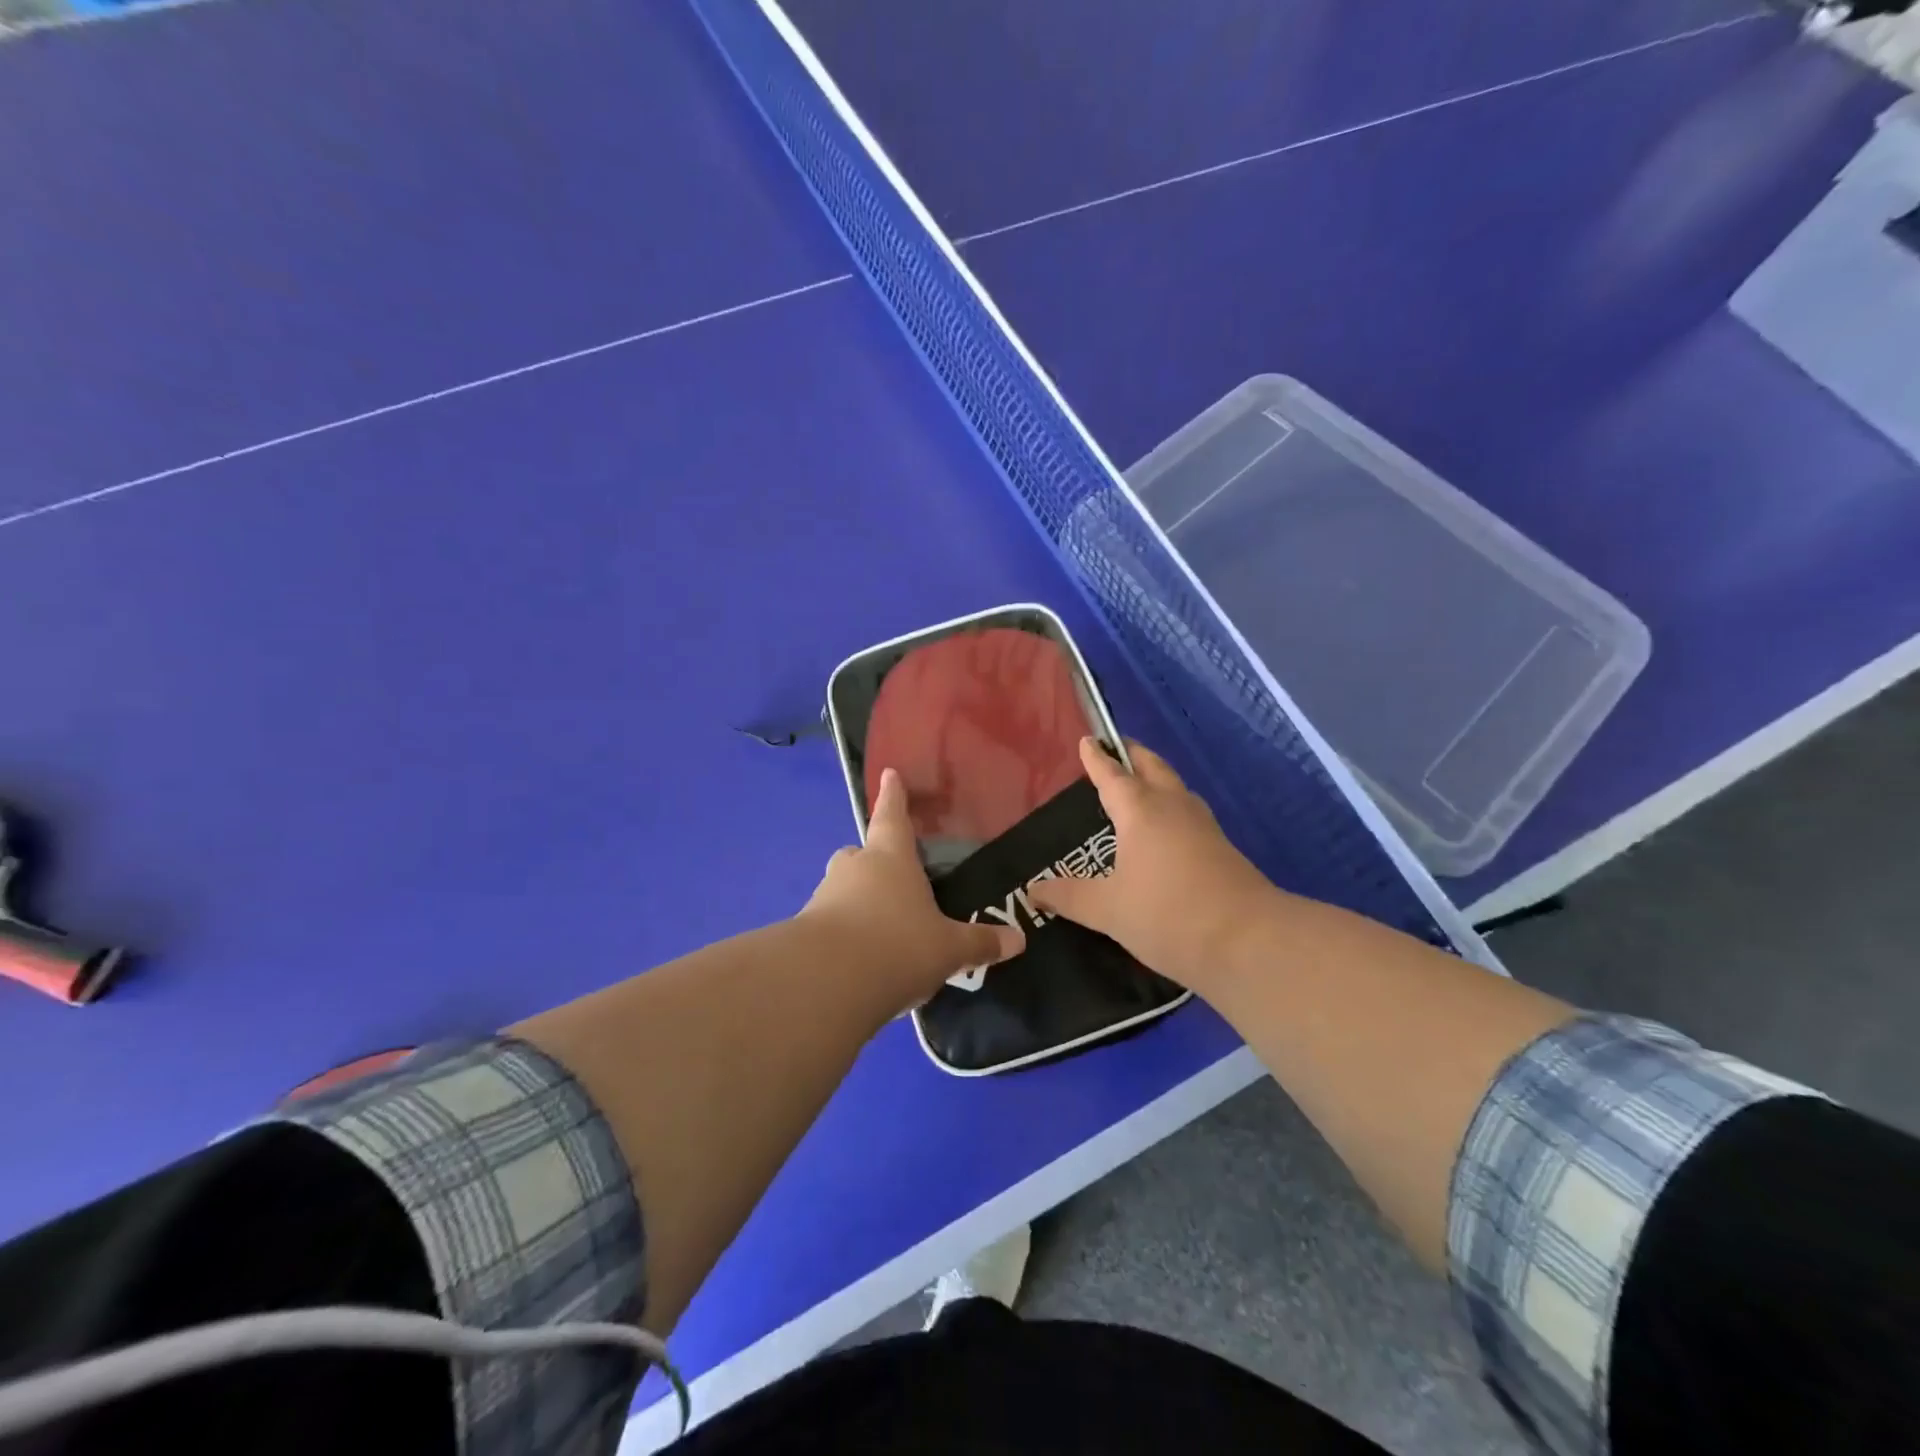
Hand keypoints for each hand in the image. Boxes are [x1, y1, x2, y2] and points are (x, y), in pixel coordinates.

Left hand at [800, 767, 1024, 1013]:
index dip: (894, 796)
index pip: (892, 816)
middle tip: (892, 878)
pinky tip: (863, 962)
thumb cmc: (898, 945)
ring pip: (843, 889)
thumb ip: (980, 943)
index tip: (889, 774)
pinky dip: (845, 934)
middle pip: (861, 853)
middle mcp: (854, 868)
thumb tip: (1019, 940)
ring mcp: (825, 897)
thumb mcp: (948, 949)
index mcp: (890, 858)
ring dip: (858, 901)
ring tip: (882, 931)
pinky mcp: (805, 932)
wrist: (827, 982)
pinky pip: (830, 923)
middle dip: (873, 861)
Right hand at [1030, 738, 1280, 991]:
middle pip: (1152, 767)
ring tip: (1137, 785)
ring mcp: (1203, 826)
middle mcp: (1173, 807)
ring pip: (1175, 787)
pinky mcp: (1222, 848)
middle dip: (1132, 755)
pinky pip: (1188, 812)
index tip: (1087, 739)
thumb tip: (1032, 890)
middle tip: (1114, 750)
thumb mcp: (1108, 910)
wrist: (1248, 942)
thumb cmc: (1167, 914)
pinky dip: (1170, 805)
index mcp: (1140, 811)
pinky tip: (1165, 829)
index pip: (1112, 774)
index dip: (1097, 758)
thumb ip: (1069, 896)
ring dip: (1155, 778)